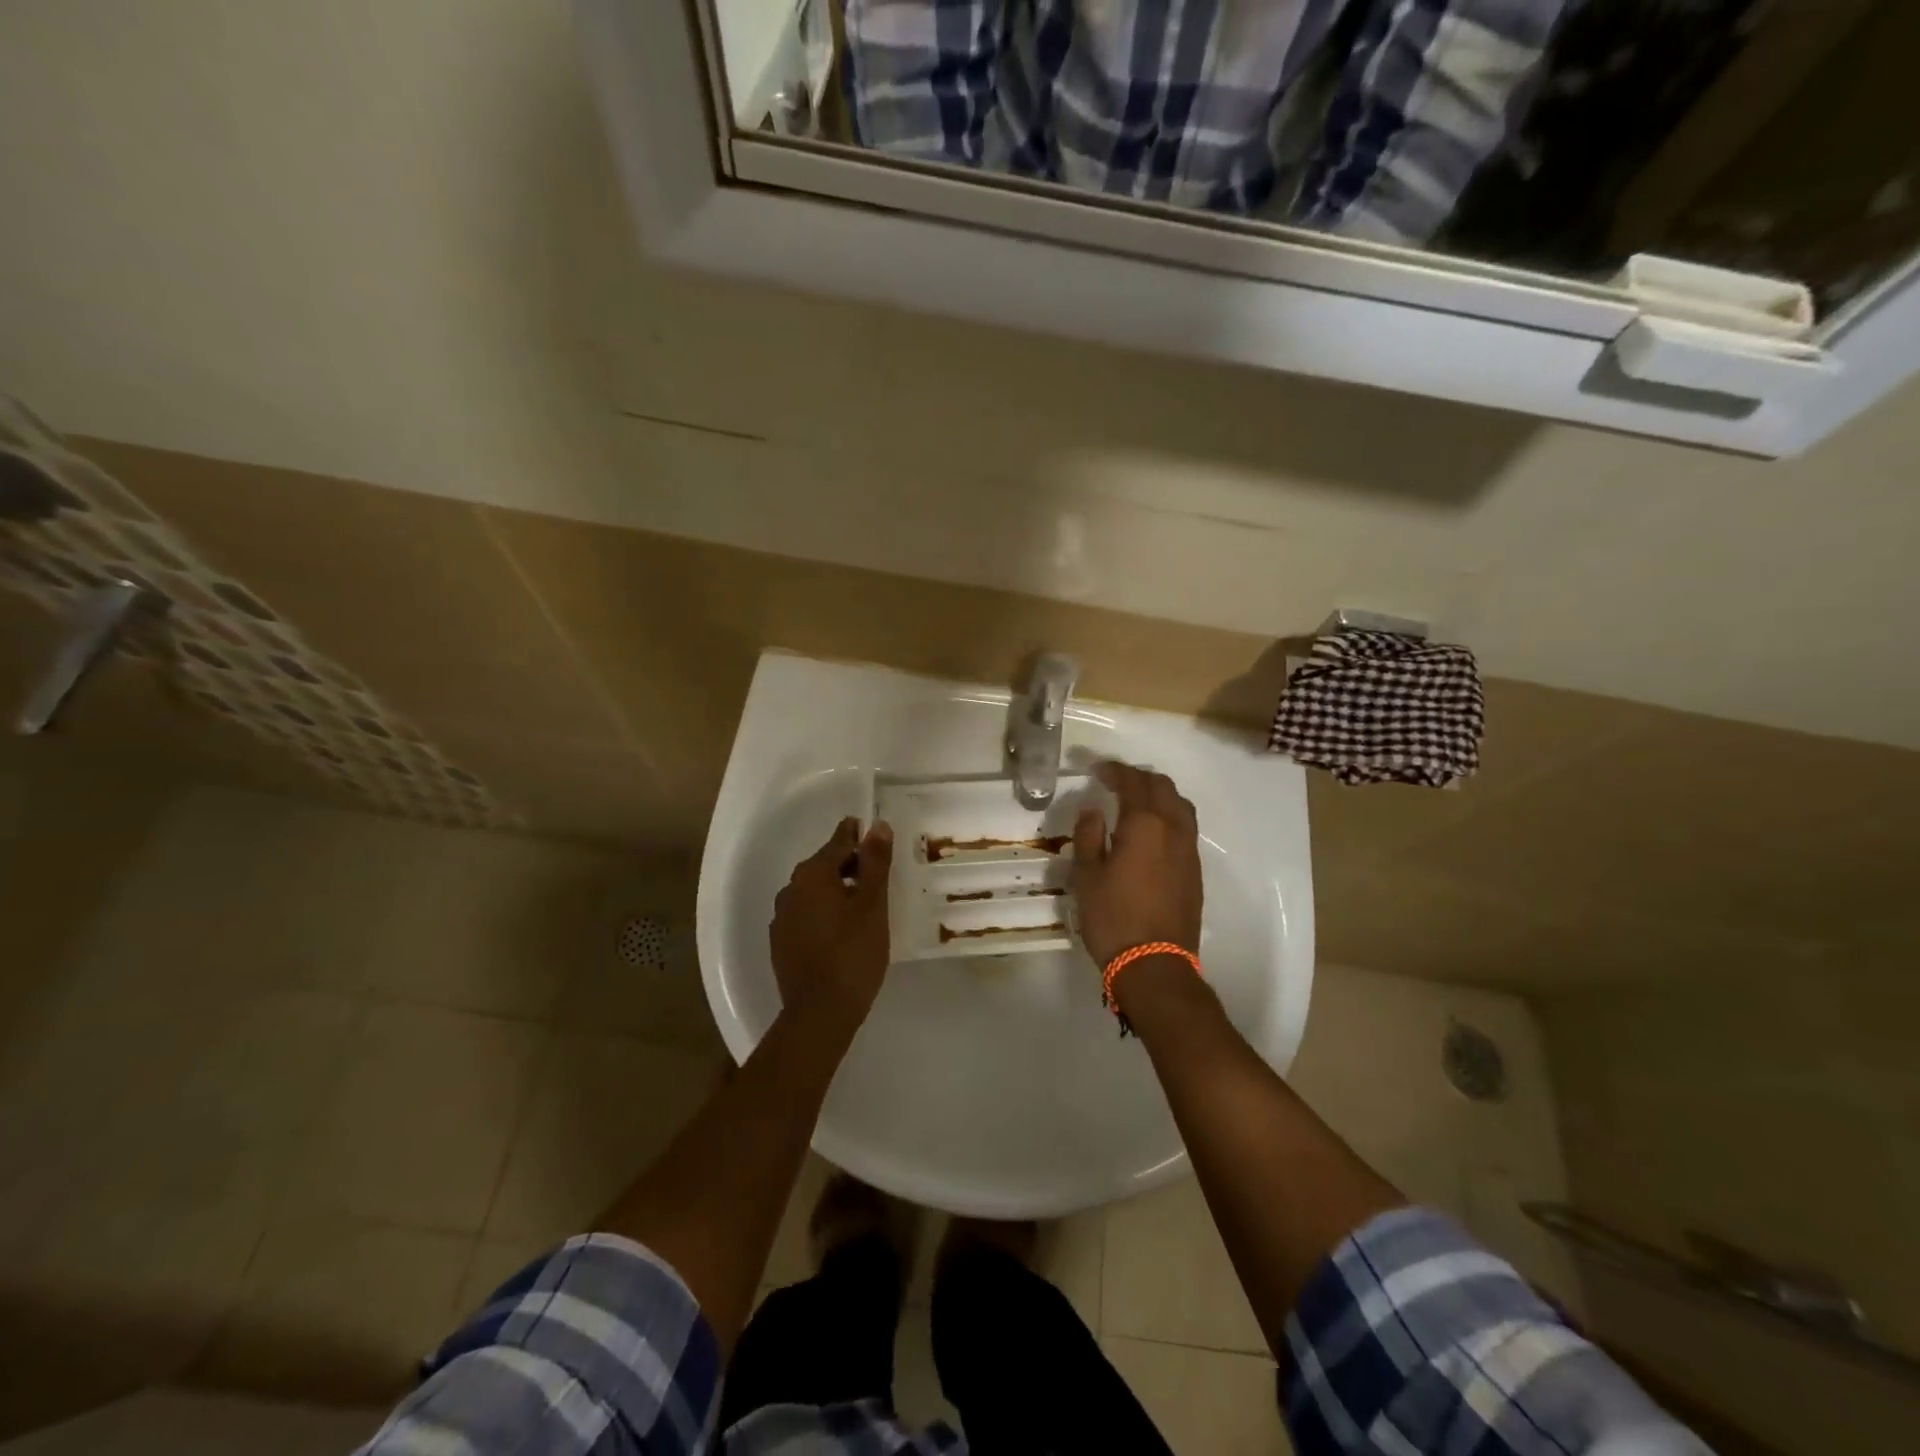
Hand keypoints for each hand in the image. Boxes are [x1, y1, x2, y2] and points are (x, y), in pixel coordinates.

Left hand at [771, 816, 894, 1027]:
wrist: (819, 1013)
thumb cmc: (852, 953)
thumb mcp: (872, 904)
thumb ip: (875, 862)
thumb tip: (877, 825)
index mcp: (812, 875)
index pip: (838, 843)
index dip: (856, 835)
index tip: (868, 827)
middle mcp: (790, 889)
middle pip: (823, 866)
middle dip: (848, 864)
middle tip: (875, 870)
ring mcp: (782, 918)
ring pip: (813, 892)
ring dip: (834, 890)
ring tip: (861, 902)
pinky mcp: (781, 943)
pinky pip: (805, 915)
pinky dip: (823, 913)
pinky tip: (840, 930)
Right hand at [1071, 761, 1201, 966]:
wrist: (1155, 965)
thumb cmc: (1113, 917)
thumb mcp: (1087, 876)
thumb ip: (1088, 835)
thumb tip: (1093, 810)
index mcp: (1144, 824)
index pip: (1132, 782)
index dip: (1114, 770)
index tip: (1096, 769)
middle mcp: (1173, 829)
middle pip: (1162, 787)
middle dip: (1139, 778)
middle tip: (1115, 782)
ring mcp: (1189, 850)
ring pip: (1180, 805)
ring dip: (1159, 794)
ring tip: (1137, 801)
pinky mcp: (1195, 871)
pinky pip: (1185, 827)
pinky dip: (1169, 816)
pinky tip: (1152, 832)